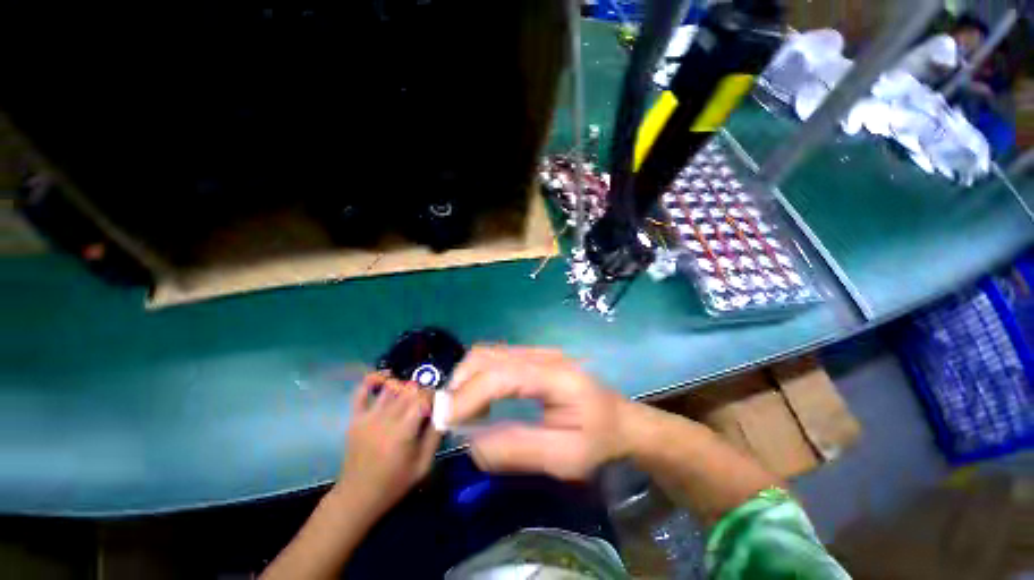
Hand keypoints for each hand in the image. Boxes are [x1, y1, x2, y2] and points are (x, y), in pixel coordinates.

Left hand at [336, 374, 439, 516]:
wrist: (357, 497)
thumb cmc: (394, 483)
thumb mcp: (423, 465)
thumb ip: (435, 436)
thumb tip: (444, 412)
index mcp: (404, 431)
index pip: (423, 398)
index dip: (434, 396)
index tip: (438, 403)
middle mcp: (386, 418)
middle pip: (409, 390)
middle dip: (422, 391)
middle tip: (427, 403)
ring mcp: (368, 416)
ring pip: (391, 388)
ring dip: (405, 387)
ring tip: (410, 397)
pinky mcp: (356, 418)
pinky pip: (362, 392)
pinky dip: (373, 380)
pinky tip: (386, 377)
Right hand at [447, 346, 631, 480]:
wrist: (621, 420)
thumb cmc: (597, 440)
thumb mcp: (564, 457)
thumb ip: (517, 449)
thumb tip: (471, 442)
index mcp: (555, 376)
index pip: (500, 375)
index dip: (468, 395)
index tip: (446, 422)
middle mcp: (543, 355)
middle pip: (488, 355)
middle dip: (461, 383)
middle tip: (452, 418)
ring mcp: (538, 352)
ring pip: (488, 353)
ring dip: (467, 379)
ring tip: (464, 411)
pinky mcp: (534, 357)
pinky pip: (496, 359)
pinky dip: (478, 377)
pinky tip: (481, 400)